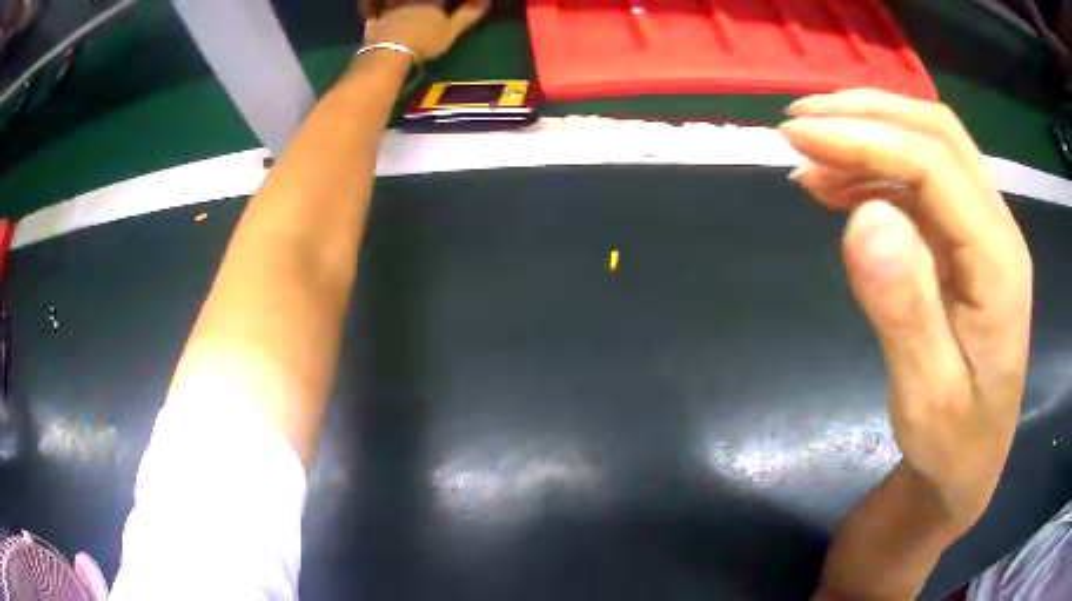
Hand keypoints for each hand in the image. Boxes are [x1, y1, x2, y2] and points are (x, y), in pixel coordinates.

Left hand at [361, 0, 488, 60]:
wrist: (391, 52)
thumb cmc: (425, 40)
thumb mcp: (452, 30)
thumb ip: (468, 14)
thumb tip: (486, 1)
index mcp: (430, 2)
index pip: (437, 0)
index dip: (441, 4)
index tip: (443, 6)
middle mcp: (408, 3)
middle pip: (413, 1)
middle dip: (418, 4)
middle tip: (424, 9)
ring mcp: (389, 13)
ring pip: (393, 4)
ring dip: (396, 6)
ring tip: (399, 10)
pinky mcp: (374, 25)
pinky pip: (374, 17)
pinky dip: (375, 17)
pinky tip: (376, 18)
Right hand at [779, 89, 1032, 529]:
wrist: (971, 461)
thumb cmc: (952, 442)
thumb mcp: (926, 397)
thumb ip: (905, 311)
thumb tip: (864, 218)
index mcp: (999, 264)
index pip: (935, 166)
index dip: (867, 139)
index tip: (799, 137)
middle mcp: (997, 229)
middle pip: (937, 134)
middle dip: (867, 114)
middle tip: (800, 124)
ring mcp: (983, 231)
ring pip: (929, 147)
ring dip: (868, 135)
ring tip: (810, 156)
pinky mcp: (965, 241)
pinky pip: (922, 183)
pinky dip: (875, 171)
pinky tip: (838, 189)